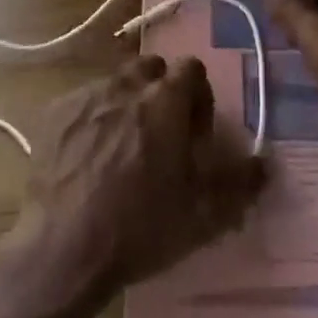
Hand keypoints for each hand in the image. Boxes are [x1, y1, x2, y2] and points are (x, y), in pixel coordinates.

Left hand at [0, 56, 266, 317]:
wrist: (66, 250)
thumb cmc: (142, 226)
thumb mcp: (204, 213)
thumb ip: (240, 182)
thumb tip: (264, 163)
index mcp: (165, 100)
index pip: (191, 68)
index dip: (198, 97)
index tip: (194, 132)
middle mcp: (125, 85)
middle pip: (151, 68)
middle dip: (160, 91)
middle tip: (159, 134)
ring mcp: (85, 97)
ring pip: (114, 83)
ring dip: (125, 103)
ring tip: (121, 146)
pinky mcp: (53, 114)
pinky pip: (81, 102)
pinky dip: (91, 118)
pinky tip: (87, 155)